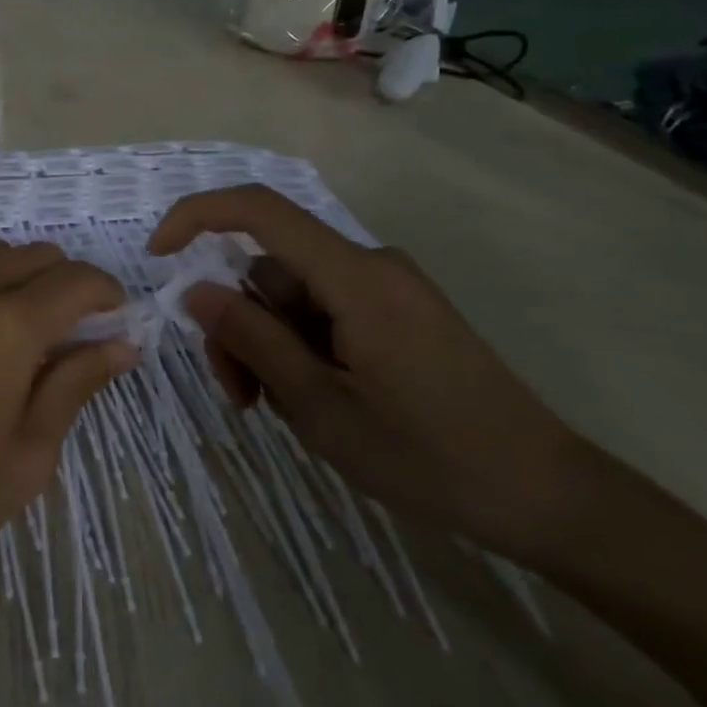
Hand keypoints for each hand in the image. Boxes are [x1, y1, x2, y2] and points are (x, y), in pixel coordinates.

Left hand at [0, 238, 133, 600]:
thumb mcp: (25, 457)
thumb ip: (75, 385)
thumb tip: (121, 343)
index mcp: (5, 325)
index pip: (77, 280)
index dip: (106, 294)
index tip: (112, 321)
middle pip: (31, 255)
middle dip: (61, 284)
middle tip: (61, 337)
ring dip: (10, 282)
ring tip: (3, 338)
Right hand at [149, 184, 598, 563]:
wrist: (548, 497)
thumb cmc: (431, 456)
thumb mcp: (321, 407)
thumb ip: (252, 341)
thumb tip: (194, 290)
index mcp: (354, 276)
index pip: (259, 210)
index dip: (197, 216)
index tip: (158, 256)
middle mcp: (369, 265)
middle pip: (270, 270)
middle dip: (239, 325)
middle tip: (241, 398)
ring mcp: (387, 289)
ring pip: (292, 297)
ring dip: (269, 346)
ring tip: (281, 411)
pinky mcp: (398, 313)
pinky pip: (324, 312)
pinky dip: (301, 348)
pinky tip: (315, 400)